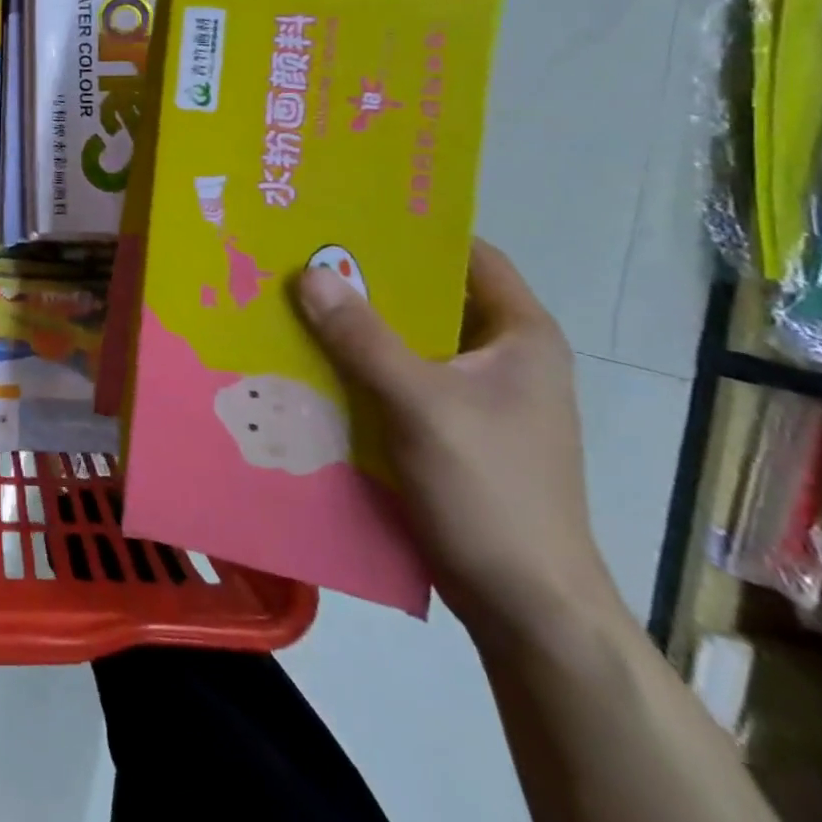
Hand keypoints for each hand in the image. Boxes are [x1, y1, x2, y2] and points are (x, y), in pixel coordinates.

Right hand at [294, 240, 622, 646]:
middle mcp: (500, 357)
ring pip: (407, 341)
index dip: (414, 230)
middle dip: (368, 278)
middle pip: (429, 297)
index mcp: (520, 335)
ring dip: (357, 325)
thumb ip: (363, 338)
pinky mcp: (449, 430)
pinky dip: (359, 367)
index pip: (469, 255)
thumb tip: (308, 272)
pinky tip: (311, 361)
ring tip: (295, 299)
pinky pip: (397, 379)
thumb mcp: (421, 405)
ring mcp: (474, 397)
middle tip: (303, 254)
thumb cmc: (491, 492)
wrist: (526, 609)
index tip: (349, 212)